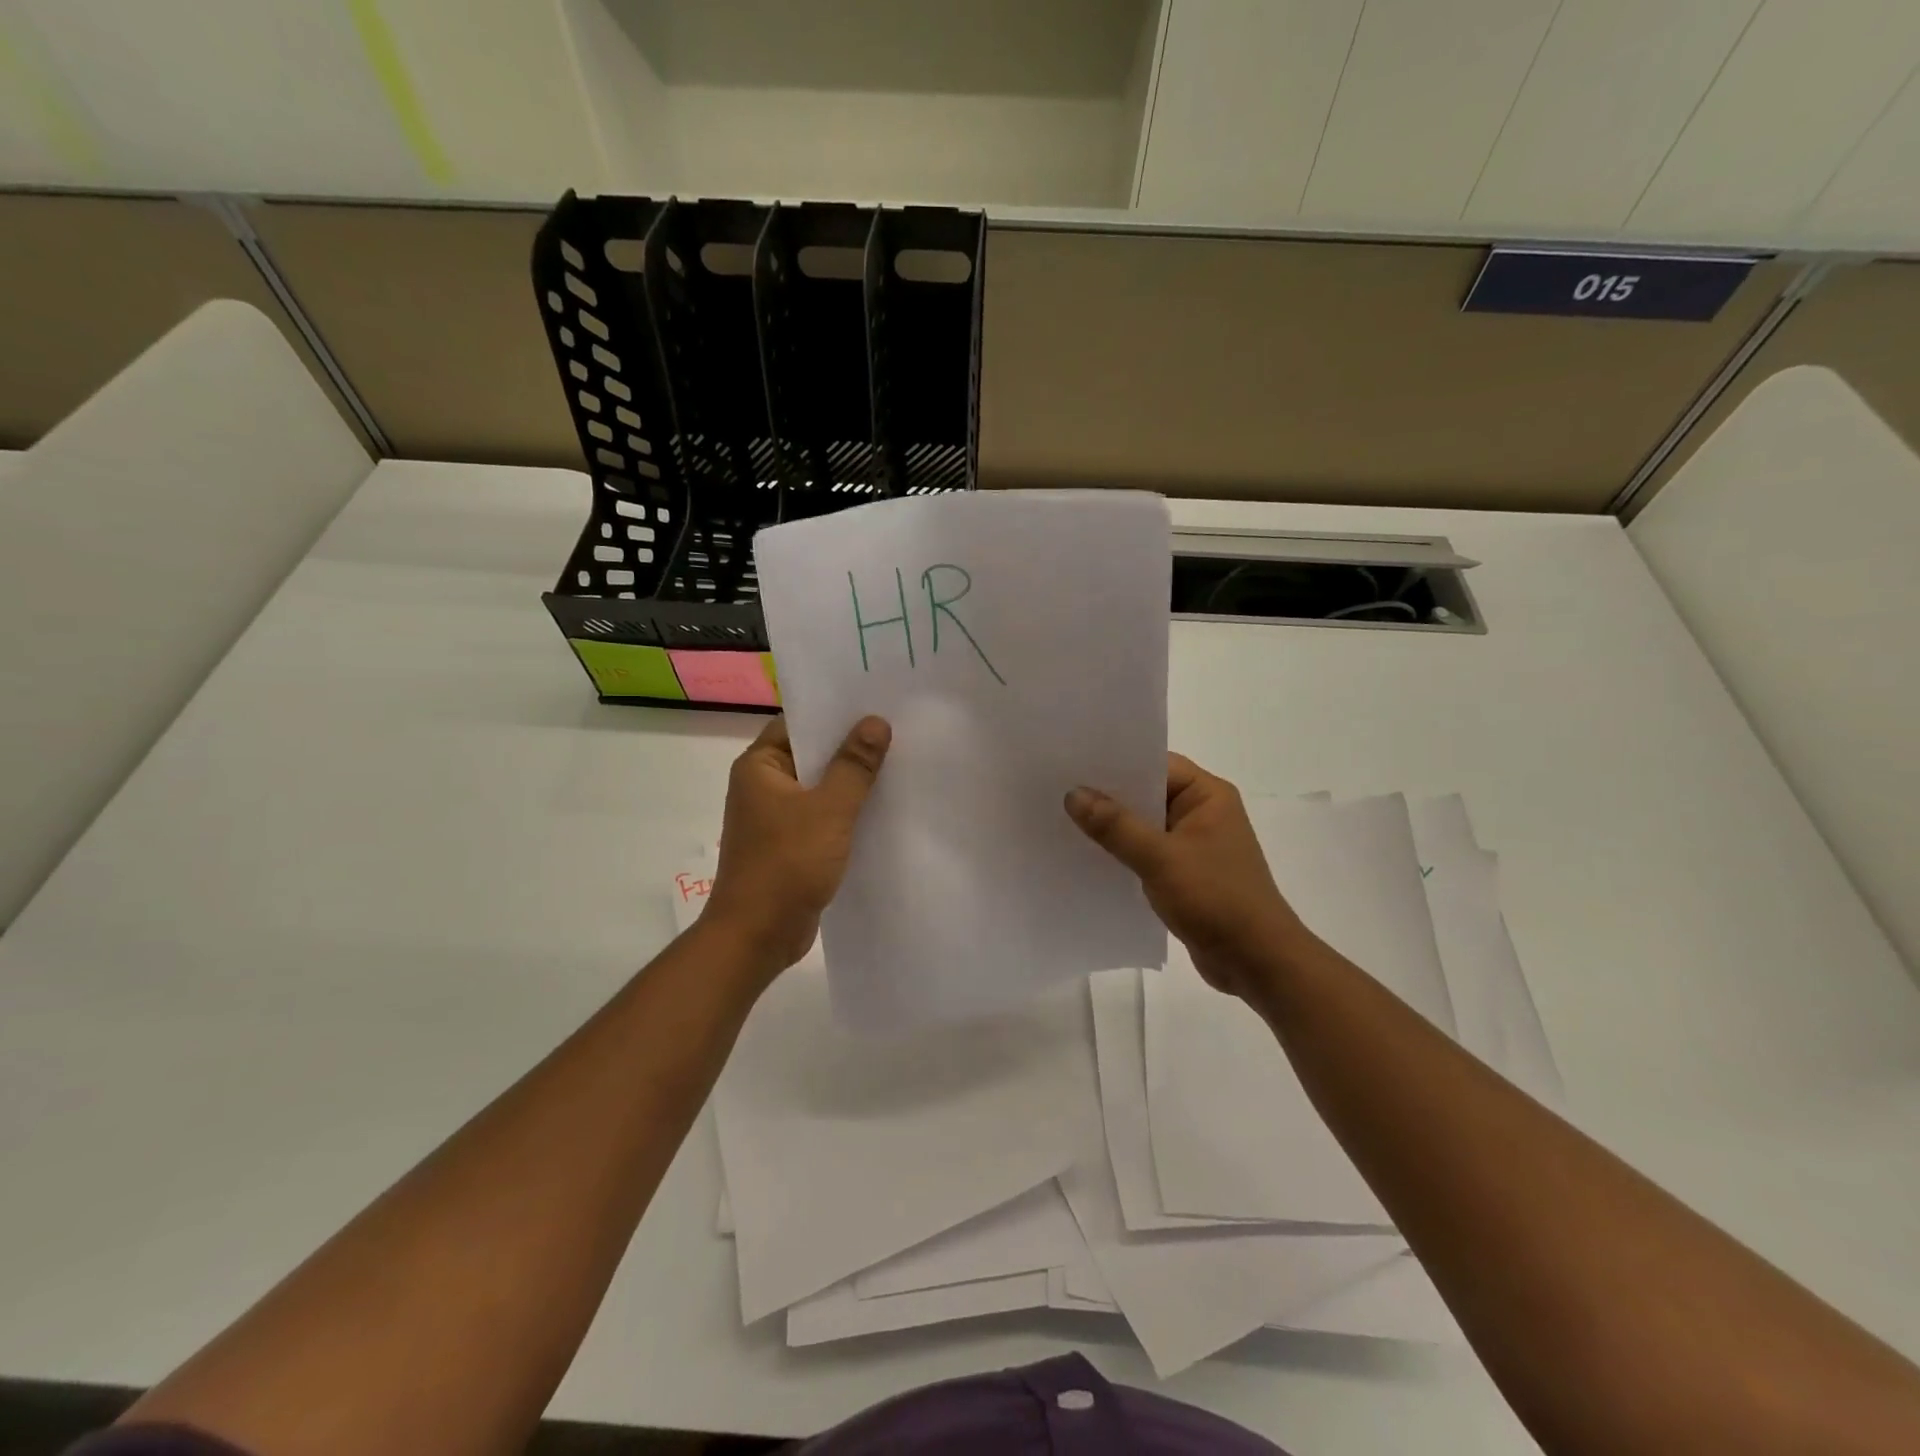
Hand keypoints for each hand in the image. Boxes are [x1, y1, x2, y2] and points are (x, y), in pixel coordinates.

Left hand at [705, 714, 891, 974]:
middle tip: (898, 729)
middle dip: (851, 746)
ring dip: (852, 780)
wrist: (758, 936)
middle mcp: (764, 785)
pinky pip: (823, 815)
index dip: (835, 712)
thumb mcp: (829, 810)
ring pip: (820, 787)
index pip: (798, 723)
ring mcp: (776, 817)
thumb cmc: (786, 864)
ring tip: (899, 762)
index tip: (875, 702)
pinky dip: (847, 810)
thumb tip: (875, 722)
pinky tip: (883, 807)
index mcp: (760, 766)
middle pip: (812, 754)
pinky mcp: (791, 844)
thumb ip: (854, 765)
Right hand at [1065, 754, 1312, 999]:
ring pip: (1144, 826)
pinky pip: (1146, 853)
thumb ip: (1115, 826)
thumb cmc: (1216, 899)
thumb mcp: (1160, 859)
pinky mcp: (1186, 874)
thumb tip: (1073, 794)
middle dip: (1106, 796)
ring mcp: (1194, 845)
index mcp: (1208, 795)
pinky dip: (1122, 853)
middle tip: (1057, 790)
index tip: (1071, 763)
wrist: (1258, 962)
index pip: (1155, 765)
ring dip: (1112, 828)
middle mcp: (1202, 813)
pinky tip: (1087, 857)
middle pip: (1146, 794)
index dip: (1114, 763)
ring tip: (1062, 821)